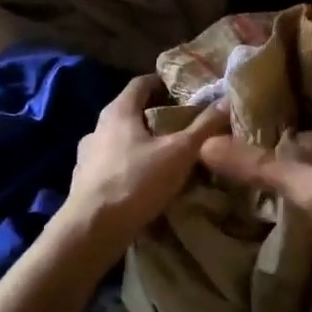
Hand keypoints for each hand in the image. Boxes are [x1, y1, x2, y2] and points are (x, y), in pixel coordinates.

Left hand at [57, 75, 227, 253]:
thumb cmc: (136, 182)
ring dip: (141, 142)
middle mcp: (98, 126)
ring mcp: (87, 154)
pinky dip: (128, 164)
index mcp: (118, 111)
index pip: (141, 83)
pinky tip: (143, 180)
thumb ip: (203, 127)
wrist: (92, 229)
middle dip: (156, 114)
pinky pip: (112, 163)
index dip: (163, 83)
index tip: (185, 91)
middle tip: (183, 124)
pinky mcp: (84, 179)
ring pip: (120, 138)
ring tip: (165, 155)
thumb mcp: (179, 153)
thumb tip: (227, 101)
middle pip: (131, 111)